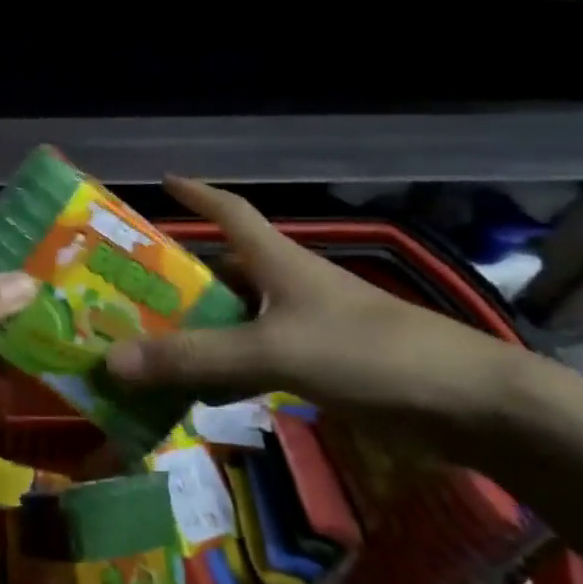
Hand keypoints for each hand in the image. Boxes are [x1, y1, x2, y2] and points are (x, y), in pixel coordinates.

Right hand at [105, 178, 517, 436]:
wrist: (469, 403)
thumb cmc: (368, 353)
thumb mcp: (273, 350)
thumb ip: (197, 357)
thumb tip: (114, 359)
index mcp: (279, 262)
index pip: (231, 212)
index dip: (198, 194)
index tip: (164, 180)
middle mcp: (289, 287)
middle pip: (225, 271)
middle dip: (180, 277)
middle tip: (129, 290)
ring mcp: (308, 328)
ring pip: (238, 321)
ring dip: (199, 330)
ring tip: (148, 343)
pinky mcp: (324, 367)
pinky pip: (257, 361)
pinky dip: (226, 371)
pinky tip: (200, 393)